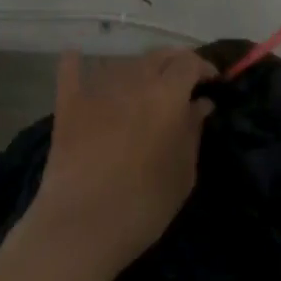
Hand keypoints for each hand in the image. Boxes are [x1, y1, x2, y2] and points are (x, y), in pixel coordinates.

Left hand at [24, 48, 216, 279]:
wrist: (82, 224)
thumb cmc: (144, 204)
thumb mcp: (183, 173)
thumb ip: (193, 131)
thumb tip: (201, 104)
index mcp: (167, 94)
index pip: (189, 63)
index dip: (203, 67)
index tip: (212, 81)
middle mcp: (133, 80)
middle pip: (158, 56)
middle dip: (175, 63)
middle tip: (183, 82)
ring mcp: (97, 88)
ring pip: (124, 63)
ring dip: (139, 69)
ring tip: (145, 86)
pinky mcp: (68, 103)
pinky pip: (72, 70)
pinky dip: (77, 62)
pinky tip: (78, 57)